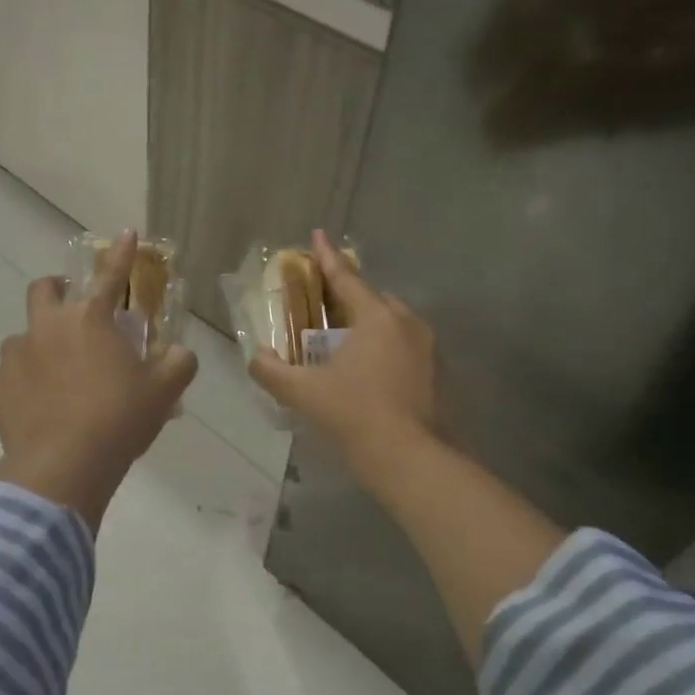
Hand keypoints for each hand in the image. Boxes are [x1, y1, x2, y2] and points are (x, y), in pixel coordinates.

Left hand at [0, 232, 197, 531]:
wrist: (63, 467)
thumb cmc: (119, 420)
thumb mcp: (164, 391)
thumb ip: (178, 363)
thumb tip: (180, 354)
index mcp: (90, 320)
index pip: (111, 276)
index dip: (121, 253)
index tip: (126, 232)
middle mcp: (46, 328)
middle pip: (44, 290)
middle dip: (57, 290)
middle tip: (73, 310)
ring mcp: (14, 357)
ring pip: (22, 337)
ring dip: (39, 346)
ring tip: (56, 377)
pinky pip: (8, 379)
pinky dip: (23, 386)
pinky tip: (38, 411)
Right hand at [249, 230, 440, 472]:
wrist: (413, 459)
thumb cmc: (356, 415)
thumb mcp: (305, 393)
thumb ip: (273, 372)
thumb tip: (255, 359)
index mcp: (377, 318)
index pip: (347, 278)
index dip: (327, 257)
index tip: (318, 235)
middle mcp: (408, 323)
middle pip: (373, 299)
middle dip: (348, 295)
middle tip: (323, 302)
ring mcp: (429, 349)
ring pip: (392, 323)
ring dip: (368, 324)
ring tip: (344, 340)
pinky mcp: (439, 373)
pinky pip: (405, 346)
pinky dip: (384, 347)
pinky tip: (369, 370)